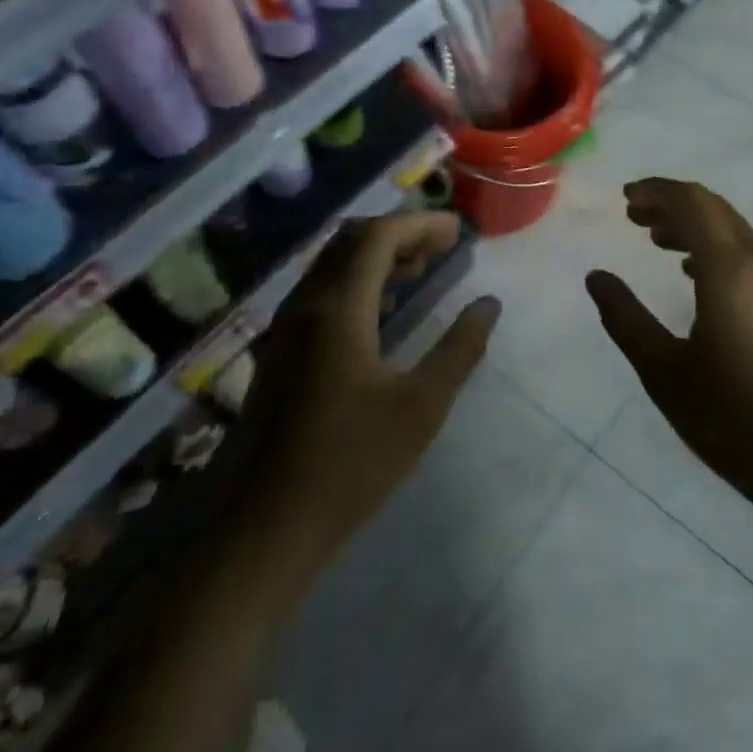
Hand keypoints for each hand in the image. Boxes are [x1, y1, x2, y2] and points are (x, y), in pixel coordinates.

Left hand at [223, 211, 498, 601]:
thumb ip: (460, 348)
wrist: (264, 527)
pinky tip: (380, 310)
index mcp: (338, 308)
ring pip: (332, 265)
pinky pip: (320, 292)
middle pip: (351, 241)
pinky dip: (355, 281)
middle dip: (398, 233)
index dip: (420, 224)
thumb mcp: (421, 407)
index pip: (378, 236)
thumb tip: (489, 304)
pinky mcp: (277, 352)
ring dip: (375, 256)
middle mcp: (305, 304)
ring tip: (419, 269)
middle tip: (441, 247)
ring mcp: (285, 327)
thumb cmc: (350, 463)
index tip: (457, 232)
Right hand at [587, 179, 752, 528]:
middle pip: (715, 209)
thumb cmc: (734, 419)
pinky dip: (717, 249)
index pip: (692, 202)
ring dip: (695, 226)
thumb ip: (626, 318)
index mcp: (730, 269)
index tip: (624, 199)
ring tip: (657, 241)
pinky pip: (750, 255)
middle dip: (672, 203)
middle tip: (634, 216)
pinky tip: (697, 276)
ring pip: (735, 231)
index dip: (656, 191)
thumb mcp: (664, 372)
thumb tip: (596, 277)